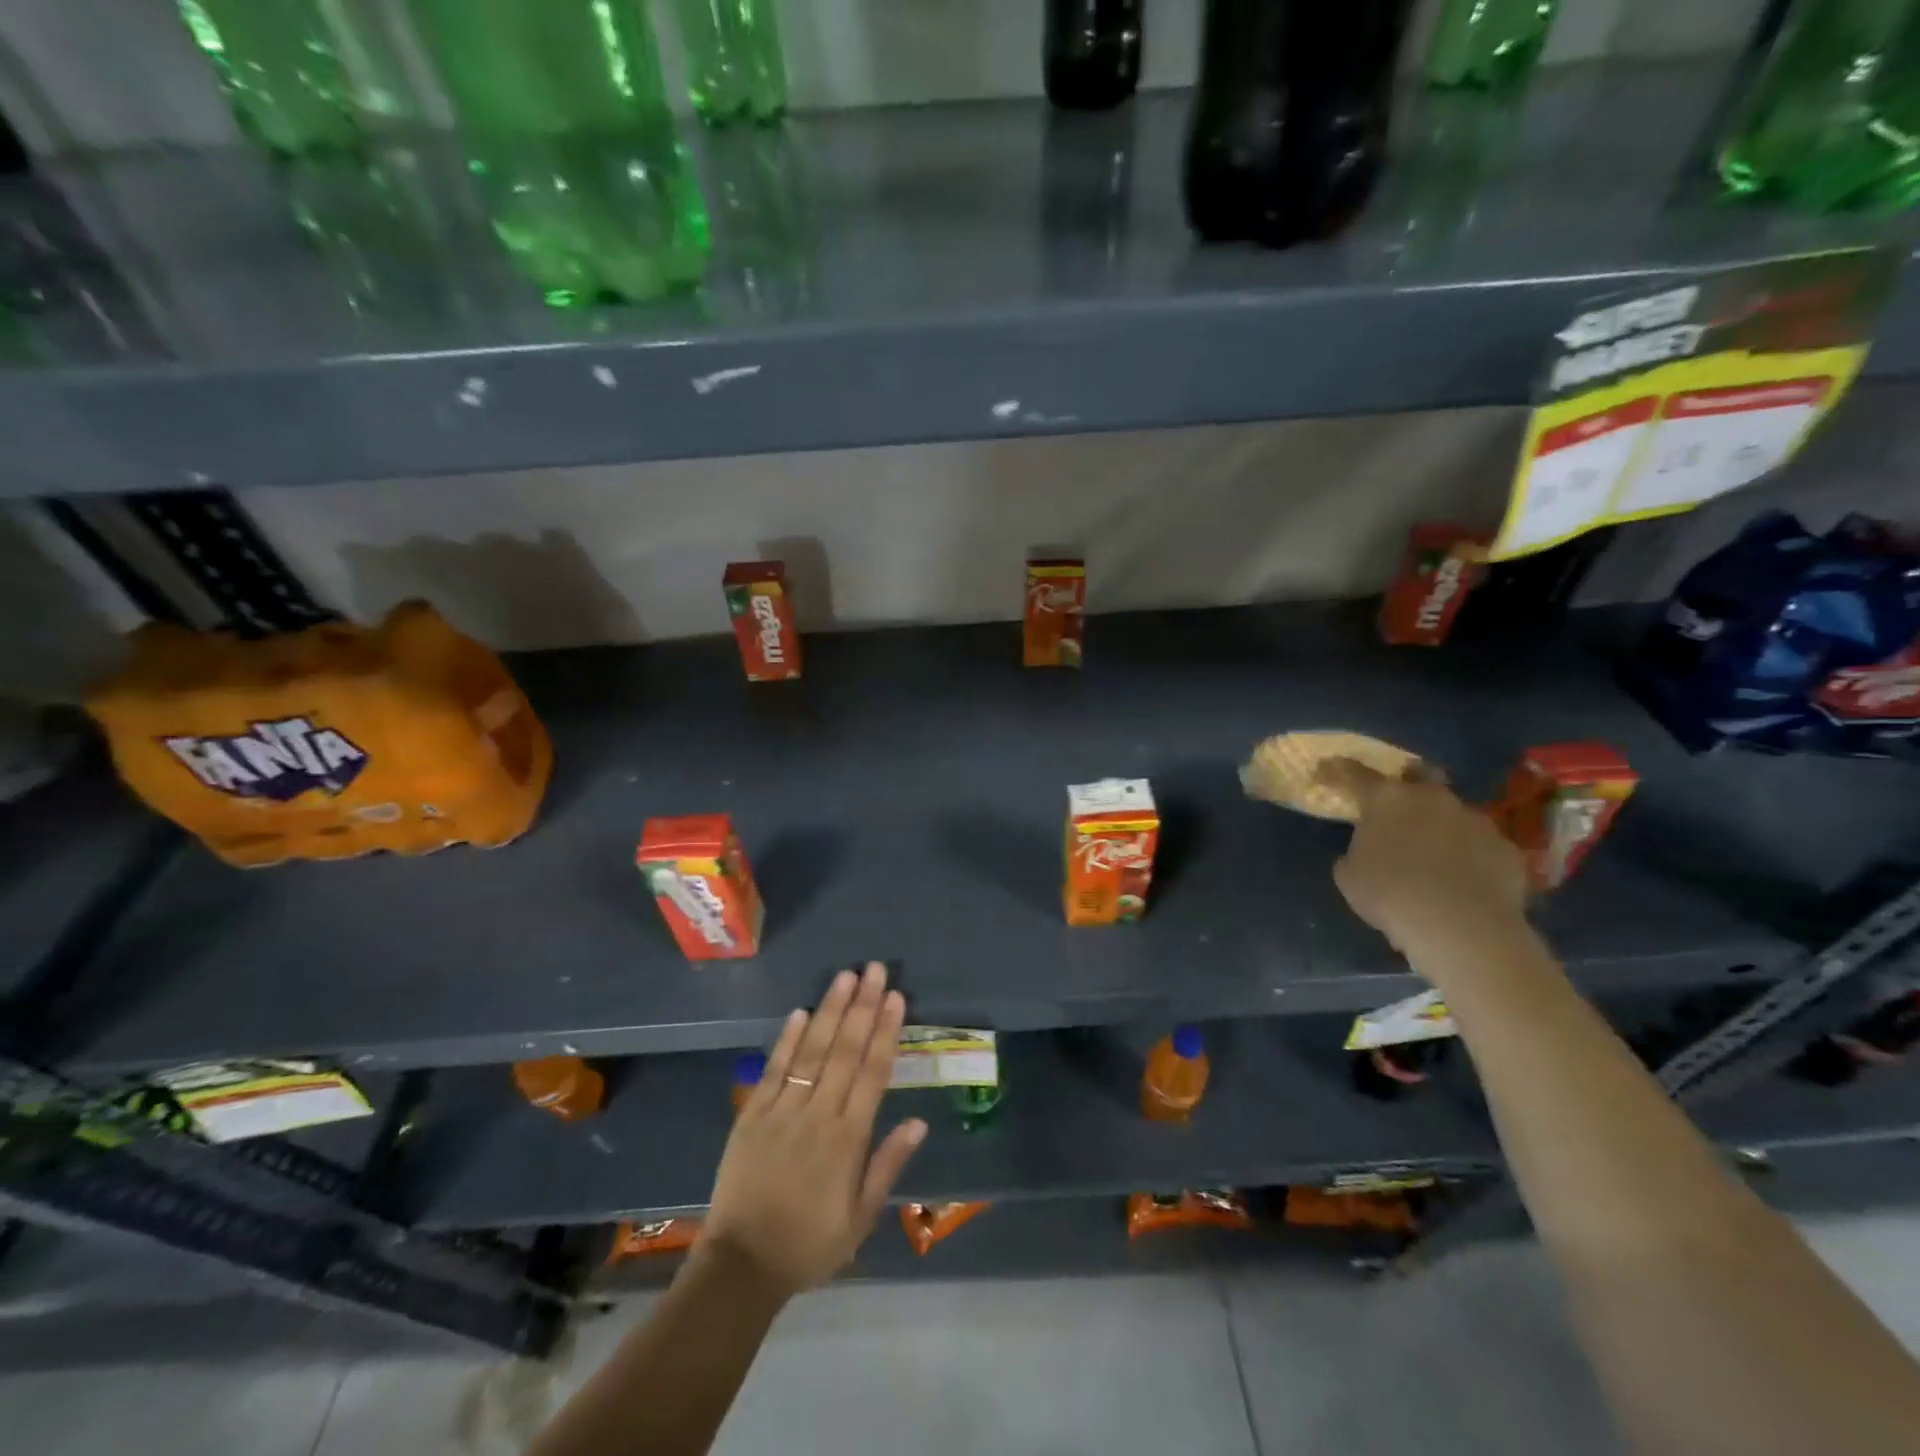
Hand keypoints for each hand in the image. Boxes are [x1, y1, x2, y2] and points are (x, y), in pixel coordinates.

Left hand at [701, 962, 926, 1296]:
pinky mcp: (752, 1114)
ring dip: (830, 1010)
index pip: (873, 1073)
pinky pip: (774, 1070)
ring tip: (846, 977)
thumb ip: (888, 1165)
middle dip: (863, 1006)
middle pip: (845, 1051)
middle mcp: (818, 1115)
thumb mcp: (861, 1217)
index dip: (886, 1032)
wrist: (741, 1266)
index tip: (896, 998)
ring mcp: (782, 1110)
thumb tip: (918, 1121)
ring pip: (812, 1051)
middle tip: (876, 970)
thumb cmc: (810, 1243)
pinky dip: (787, 1040)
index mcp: (848, 1139)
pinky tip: (800, 1012)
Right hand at [1319, 757, 1529, 979]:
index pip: (1354, 775)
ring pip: (1454, 812)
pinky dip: (1469, 855)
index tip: (1326, 770)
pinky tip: (1464, 879)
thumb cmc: (1389, 894)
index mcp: (1386, 799)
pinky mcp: (1505, 847)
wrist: (1461, 926)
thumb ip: (1356, 852)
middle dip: (1409, 782)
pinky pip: (1481, 845)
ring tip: (1435, 852)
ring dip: (1441, 825)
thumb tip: (1367, 851)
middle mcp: (1431, 798)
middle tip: (1400, 800)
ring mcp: (1474, 820)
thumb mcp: (1350, 875)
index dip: (1337, 772)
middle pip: (1420, 774)